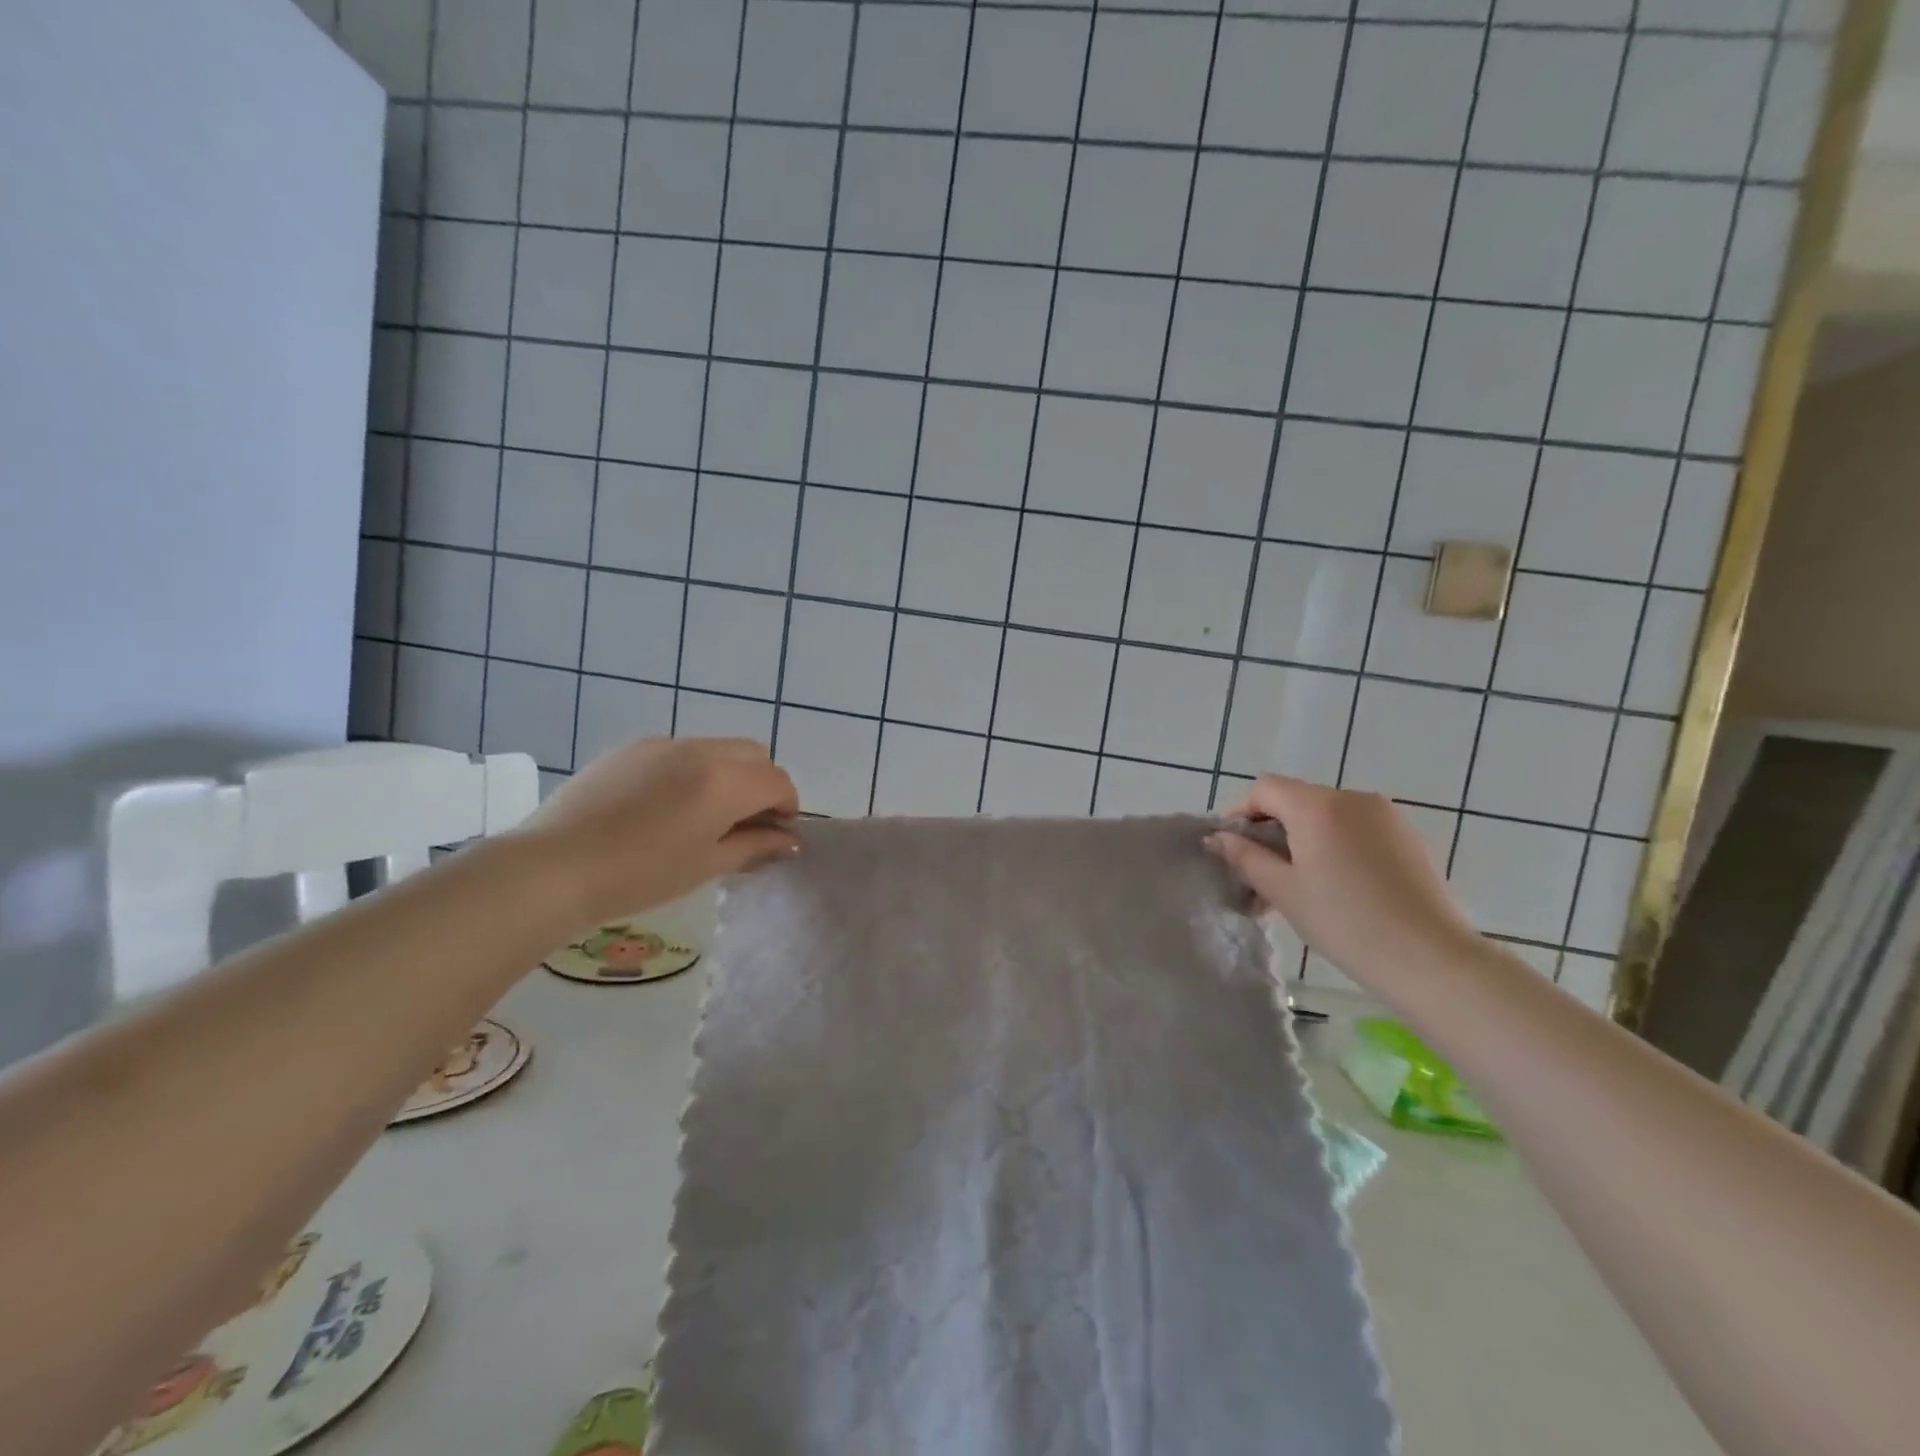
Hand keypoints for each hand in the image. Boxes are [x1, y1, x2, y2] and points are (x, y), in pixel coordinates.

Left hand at [517, 737, 799, 928]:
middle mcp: (701, 750)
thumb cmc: (640, 876)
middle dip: (761, 783)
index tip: (775, 834)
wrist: (553, 867)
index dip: (787, 807)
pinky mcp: (631, 747)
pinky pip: (679, 750)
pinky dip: (691, 770)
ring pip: (717, 748)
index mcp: (725, 782)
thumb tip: (789, 841)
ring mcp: (663, 743)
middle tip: (744, 823)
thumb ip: (755, 846)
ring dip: (728, 774)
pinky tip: (663, 806)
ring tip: (701, 814)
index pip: (778, 781)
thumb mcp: (706, 866)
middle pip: (754, 754)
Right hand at [1208, 774, 1480, 995]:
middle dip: (1271, 830)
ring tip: (1297, 885)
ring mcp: (1384, 815)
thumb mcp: (1283, 890)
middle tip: (1260, 875)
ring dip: (1302, 840)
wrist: (1430, 958)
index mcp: (1316, 805)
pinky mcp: (1406, 836)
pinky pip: (1355, 828)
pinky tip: (1335, 886)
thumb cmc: (1344, 922)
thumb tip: (1217, 837)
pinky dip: (1333, 845)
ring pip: (1326, 815)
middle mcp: (1351, 797)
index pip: (1265, 789)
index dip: (1241, 812)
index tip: (1232, 848)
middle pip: (1296, 800)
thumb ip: (1245, 857)